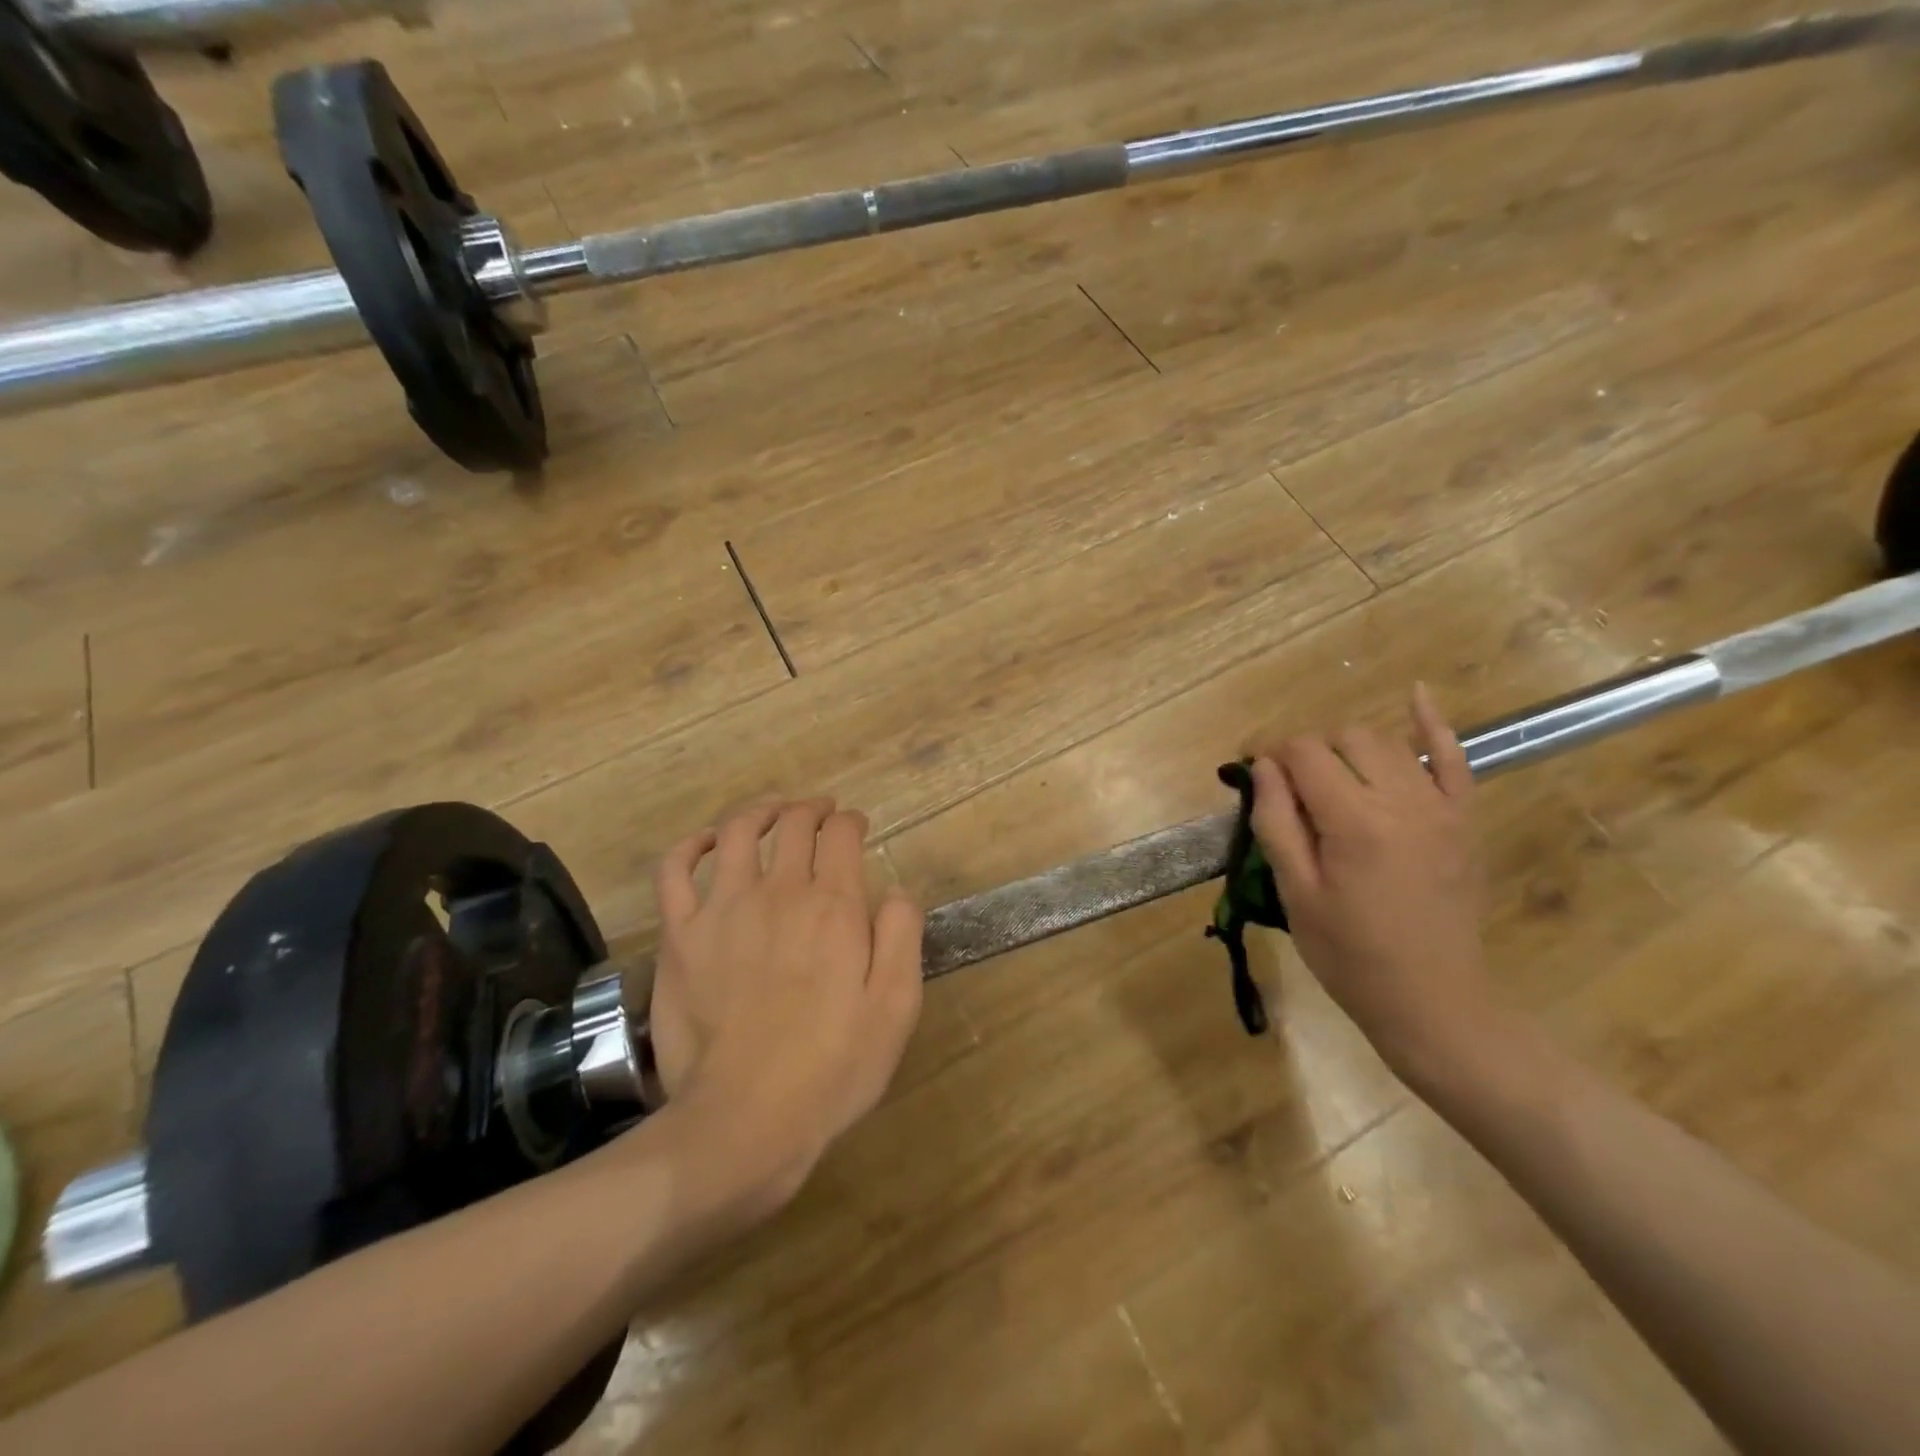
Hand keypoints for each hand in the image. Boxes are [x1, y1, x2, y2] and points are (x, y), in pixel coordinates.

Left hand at [645, 798, 923, 1210]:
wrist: (745, 1119)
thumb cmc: (832, 1067)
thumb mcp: (895, 1006)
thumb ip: (901, 936)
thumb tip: (896, 889)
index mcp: (832, 905)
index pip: (841, 834)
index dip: (851, 821)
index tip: (856, 827)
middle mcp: (778, 892)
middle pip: (793, 824)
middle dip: (811, 809)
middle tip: (820, 813)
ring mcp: (722, 909)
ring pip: (737, 832)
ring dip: (760, 811)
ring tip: (773, 812)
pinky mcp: (680, 936)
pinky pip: (675, 871)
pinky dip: (691, 845)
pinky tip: (706, 842)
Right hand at [1249, 684, 1497, 1088]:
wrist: (1432, 1000)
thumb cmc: (1349, 954)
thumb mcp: (1295, 892)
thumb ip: (1277, 822)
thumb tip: (1263, 766)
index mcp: (1353, 820)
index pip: (1303, 753)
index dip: (1269, 750)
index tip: (1248, 766)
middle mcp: (1401, 800)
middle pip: (1344, 739)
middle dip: (1307, 751)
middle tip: (1287, 787)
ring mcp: (1440, 807)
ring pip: (1386, 743)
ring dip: (1348, 747)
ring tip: (1328, 776)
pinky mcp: (1462, 820)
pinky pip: (1454, 759)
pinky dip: (1433, 725)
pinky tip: (1417, 694)